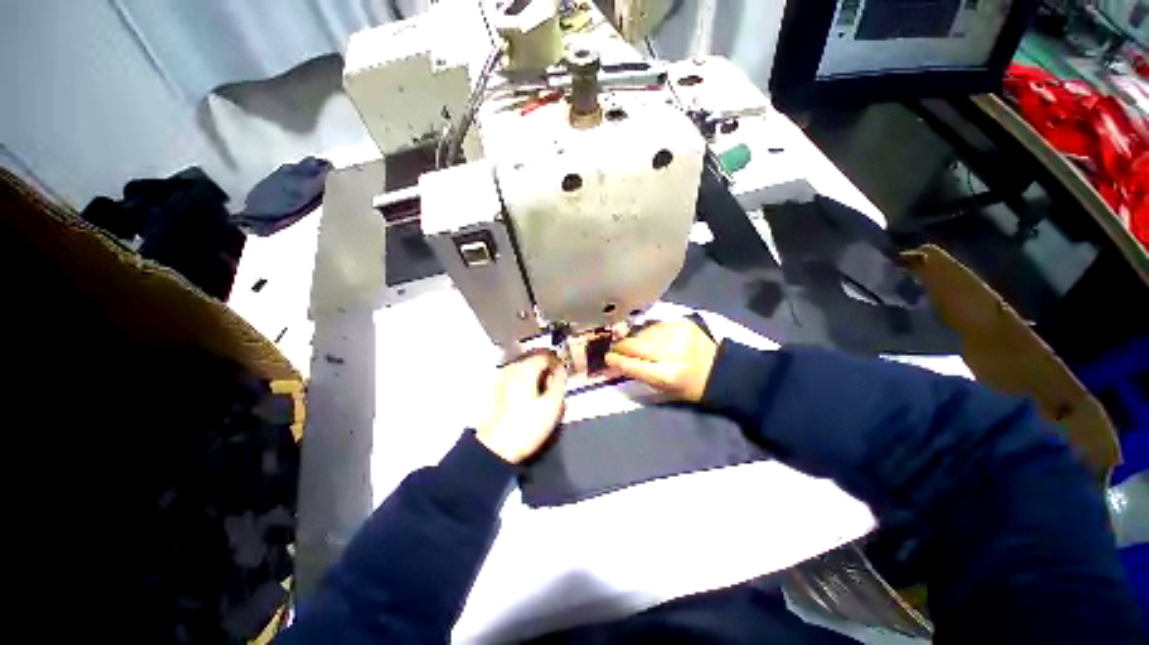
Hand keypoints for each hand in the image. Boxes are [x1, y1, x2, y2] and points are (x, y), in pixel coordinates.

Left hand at [476, 351, 567, 463]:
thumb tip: (560, 371)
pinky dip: (526, 381)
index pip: (545, 355)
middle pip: (533, 360)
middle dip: (547, 368)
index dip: (557, 361)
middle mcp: (511, 369)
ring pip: (524, 369)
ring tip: (545, 390)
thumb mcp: (552, 405)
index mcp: (525, 370)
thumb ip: (559, 382)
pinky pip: (516, 378)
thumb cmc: (526, 426)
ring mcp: (501, 379)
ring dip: (537, 375)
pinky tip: (531, 396)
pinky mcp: (496, 390)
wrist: (496, 448)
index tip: (564, 371)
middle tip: (557, 380)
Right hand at [605, 319, 717, 401]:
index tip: (608, 358)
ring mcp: (677, 334)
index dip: (616, 360)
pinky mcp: (682, 323)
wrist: (719, 370)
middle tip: (615, 347)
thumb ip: (639, 374)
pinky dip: (648, 331)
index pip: (632, 365)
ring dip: (634, 338)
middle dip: (620, 346)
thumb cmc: (688, 386)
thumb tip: (616, 363)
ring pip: (642, 333)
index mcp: (666, 375)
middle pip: (634, 345)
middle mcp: (671, 352)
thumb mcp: (663, 389)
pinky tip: (649, 336)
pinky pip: (655, 325)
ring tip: (632, 343)